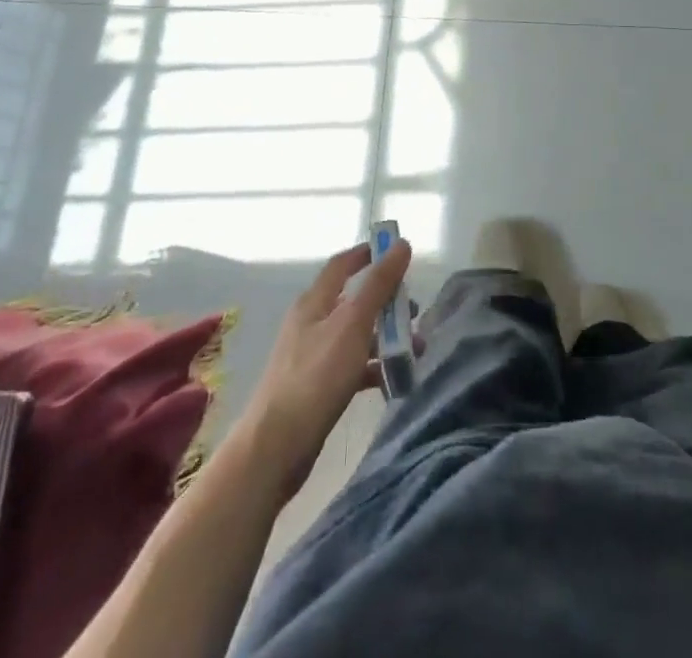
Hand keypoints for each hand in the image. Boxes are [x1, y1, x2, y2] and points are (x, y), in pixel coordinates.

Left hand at [242, 239, 411, 496]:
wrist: (276, 447)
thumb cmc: (316, 377)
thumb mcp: (353, 324)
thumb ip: (379, 284)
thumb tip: (401, 244)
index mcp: (314, 302)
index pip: (342, 265)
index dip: (367, 254)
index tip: (396, 252)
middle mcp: (312, 323)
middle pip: (354, 300)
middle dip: (386, 302)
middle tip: (415, 311)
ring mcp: (313, 356)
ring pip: (356, 335)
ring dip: (386, 337)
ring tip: (415, 350)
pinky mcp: (317, 388)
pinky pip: (352, 367)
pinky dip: (374, 368)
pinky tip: (394, 380)